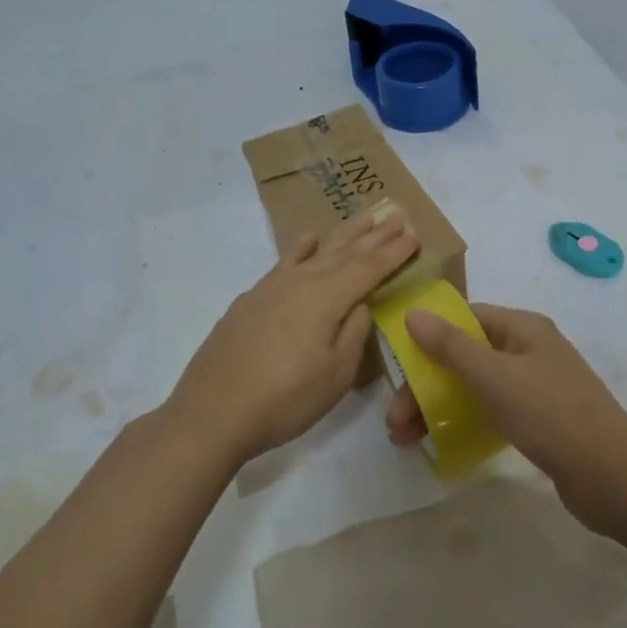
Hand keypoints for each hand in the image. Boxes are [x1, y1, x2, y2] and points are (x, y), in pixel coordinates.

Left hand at [169, 207, 418, 463]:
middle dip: (374, 234)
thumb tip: (360, 303)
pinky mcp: (250, 299)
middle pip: (344, 252)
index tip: (414, 233)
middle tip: (396, 213)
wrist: (211, 413)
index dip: (394, 252)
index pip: (369, 268)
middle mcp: (300, 282)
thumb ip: (354, 333)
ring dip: (342, 234)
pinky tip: (307, 239)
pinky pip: (285, 261)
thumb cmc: (284, 400)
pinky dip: (301, 247)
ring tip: (363, 218)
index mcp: (326, 298)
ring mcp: (271, 287)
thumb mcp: (336, 375)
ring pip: (315, 251)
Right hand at [386, 303, 626, 528]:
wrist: (613, 476)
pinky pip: (492, 411)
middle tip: (395, 421)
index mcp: (523, 328)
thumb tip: (413, 312)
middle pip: (466, 356)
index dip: (429, 336)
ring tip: (406, 440)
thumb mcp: (495, 377)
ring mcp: (537, 386)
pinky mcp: (540, 421)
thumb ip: (452, 346)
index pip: (466, 318)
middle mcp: (530, 350)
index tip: (397, 364)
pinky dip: (465, 422)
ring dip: (439, 407)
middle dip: (427, 385)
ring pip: (475, 387)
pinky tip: (442, 444)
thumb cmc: (551, 414)